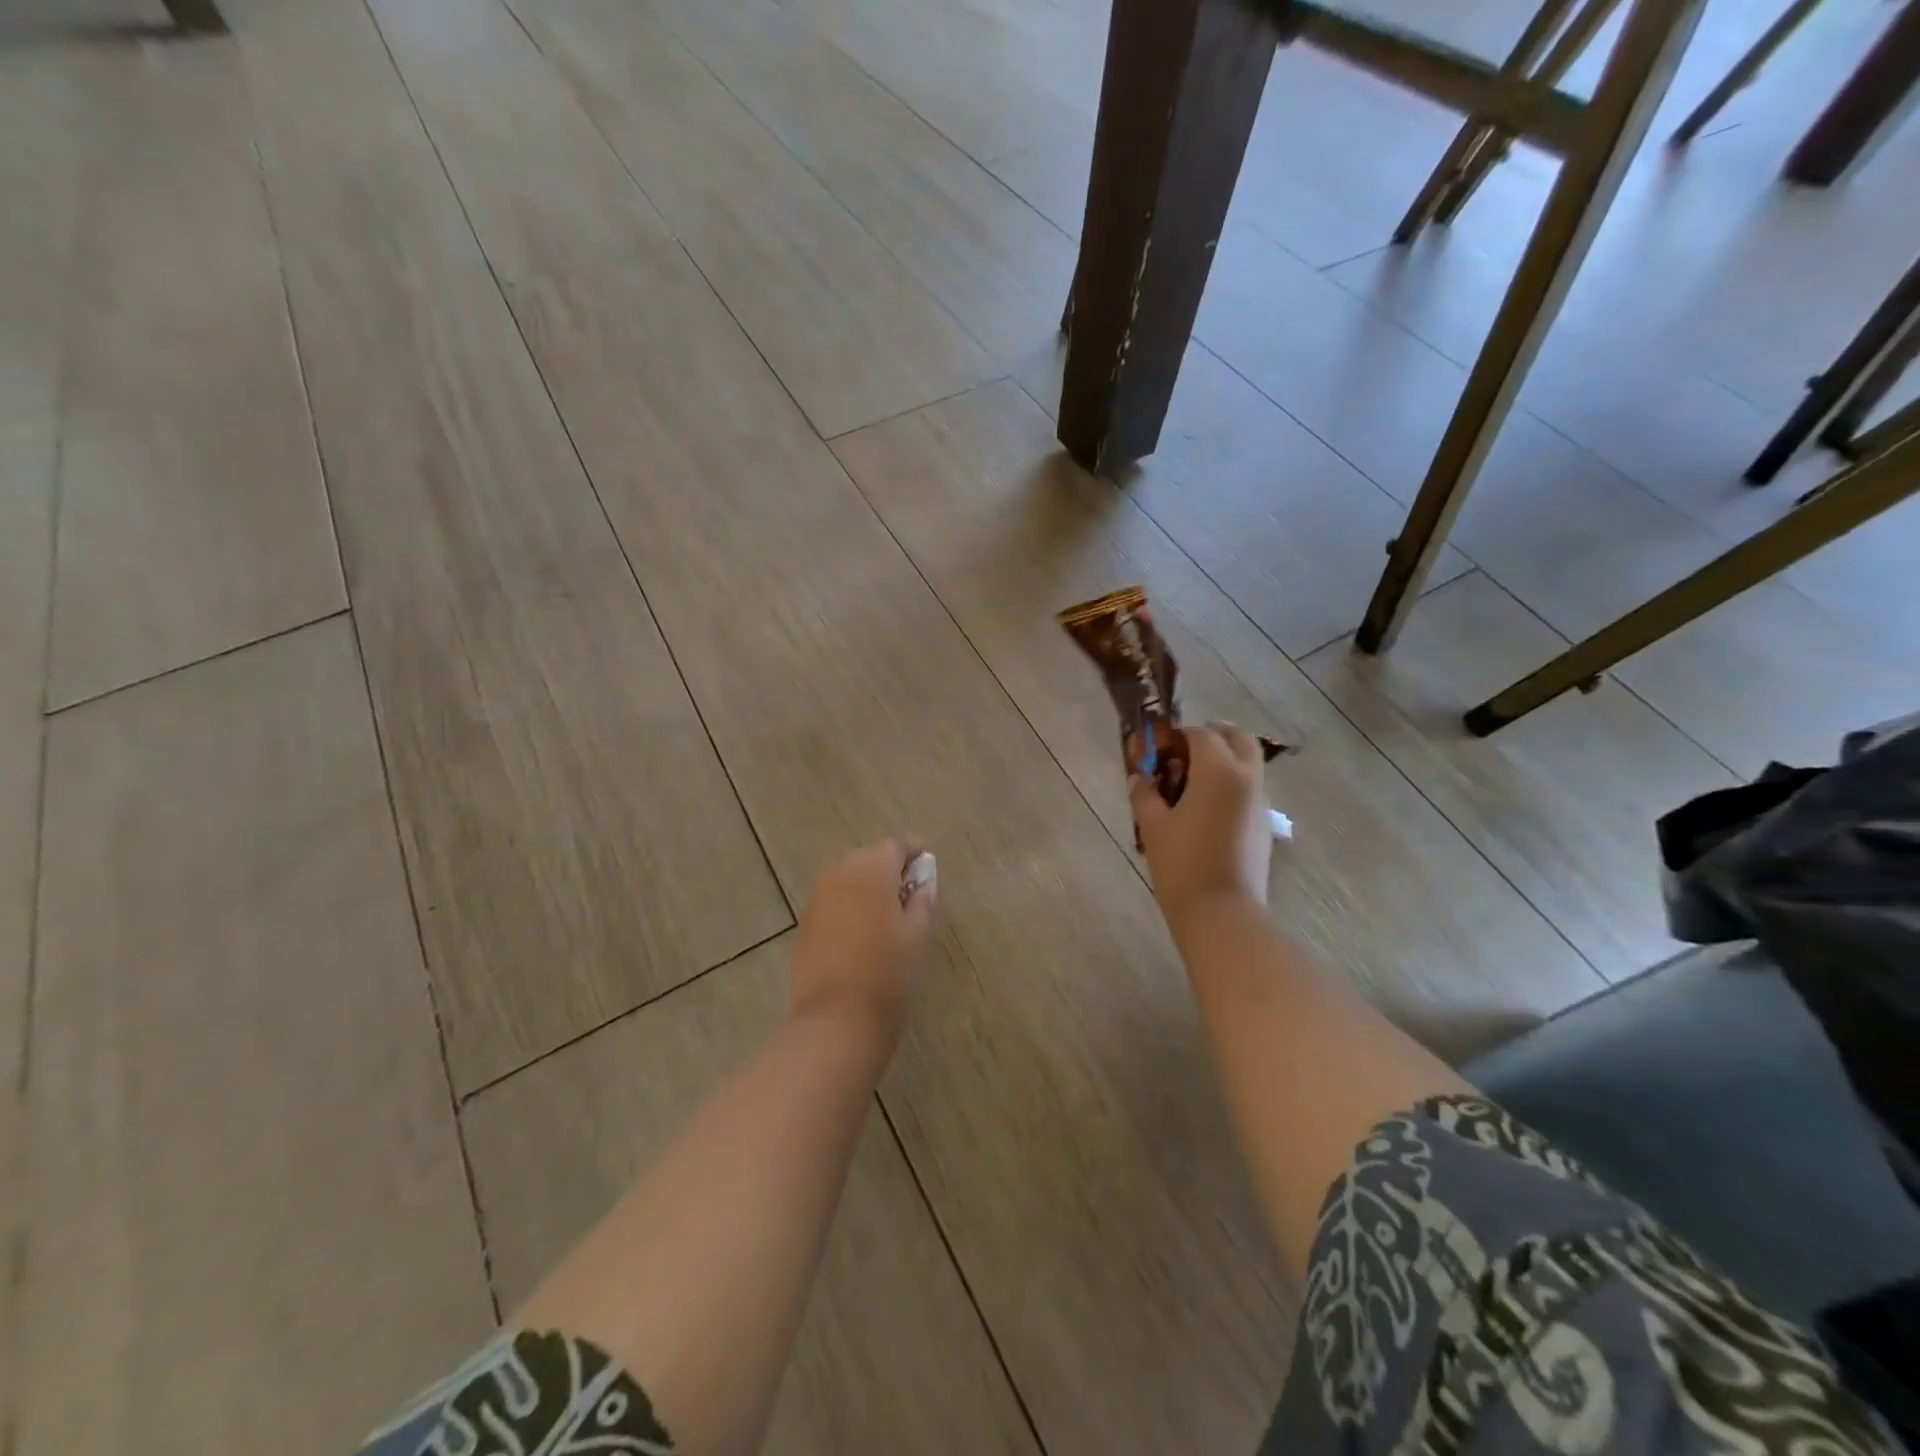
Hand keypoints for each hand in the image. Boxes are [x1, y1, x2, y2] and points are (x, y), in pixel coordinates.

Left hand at [790, 840, 937, 1045]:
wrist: (837, 1019)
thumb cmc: (888, 973)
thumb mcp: (917, 934)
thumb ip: (921, 900)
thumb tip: (922, 882)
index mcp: (871, 871)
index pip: (895, 847)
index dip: (912, 854)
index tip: (925, 868)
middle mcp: (840, 874)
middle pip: (868, 858)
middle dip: (888, 868)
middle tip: (909, 893)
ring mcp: (818, 897)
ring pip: (848, 877)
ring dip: (866, 886)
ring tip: (886, 913)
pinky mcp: (806, 922)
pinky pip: (833, 899)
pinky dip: (848, 904)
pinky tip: (861, 930)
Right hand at [1130, 724, 1271, 930]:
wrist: (1221, 912)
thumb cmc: (1181, 863)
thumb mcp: (1152, 826)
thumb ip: (1145, 794)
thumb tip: (1140, 778)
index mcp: (1218, 770)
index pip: (1201, 734)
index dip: (1177, 736)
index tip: (1157, 749)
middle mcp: (1246, 778)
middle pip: (1238, 737)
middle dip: (1213, 735)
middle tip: (1185, 750)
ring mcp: (1260, 802)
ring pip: (1248, 763)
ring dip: (1225, 760)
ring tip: (1192, 782)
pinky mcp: (1264, 825)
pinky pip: (1250, 789)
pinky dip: (1232, 784)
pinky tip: (1206, 810)